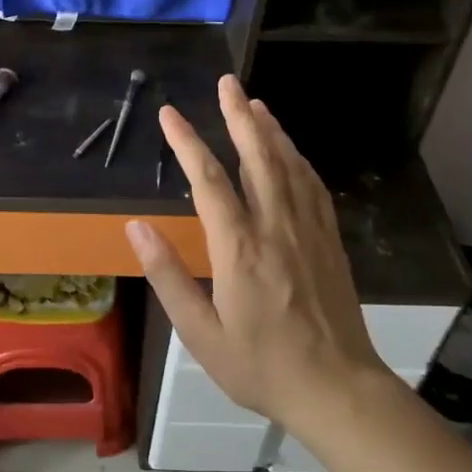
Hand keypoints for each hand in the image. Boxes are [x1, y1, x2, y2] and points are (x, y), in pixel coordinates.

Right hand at [125, 75, 387, 425]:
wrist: (336, 389)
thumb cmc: (260, 365)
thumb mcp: (200, 332)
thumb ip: (167, 275)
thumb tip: (136, 227)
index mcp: (239, 248)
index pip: (209, 180)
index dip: (187, 142)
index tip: (170, 113)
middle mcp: (276, 227)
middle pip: (257, 157)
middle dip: (238, 115)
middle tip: (227, 82)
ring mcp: (308, 231)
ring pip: (288, 165)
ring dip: (270, 129)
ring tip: (254, 102)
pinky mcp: (329, 240)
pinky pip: (312, 186)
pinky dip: (298, 159)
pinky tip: (290, 150)